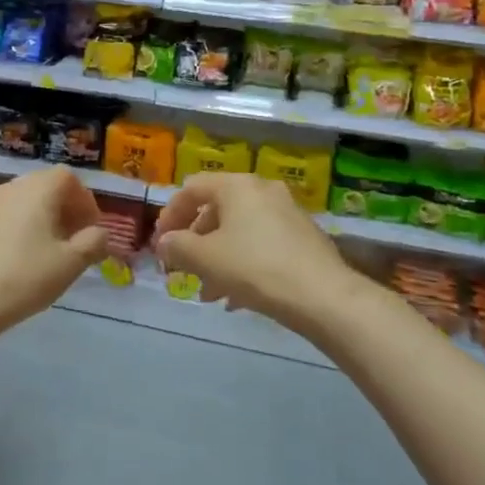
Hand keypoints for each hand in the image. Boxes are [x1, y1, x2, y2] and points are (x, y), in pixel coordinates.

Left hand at [0, 168, 108, 344]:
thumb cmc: (23, 279)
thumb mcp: (70, 264)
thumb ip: (93, 243)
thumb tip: (99, 234)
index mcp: (37, 191)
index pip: (68, 178)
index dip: (84, 200)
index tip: (90, 229)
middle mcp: (8, 189)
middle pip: (42, 187)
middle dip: (61, 209)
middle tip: (70, 239)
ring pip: (17, 203)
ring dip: (34, 219)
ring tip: (41, 251)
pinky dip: (9, 231)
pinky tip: (9, 261)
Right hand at [153, 174, 355, 337]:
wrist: (323, 296)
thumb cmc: (255, 268)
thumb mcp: (206, 258)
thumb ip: (177, 246)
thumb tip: (165, 243)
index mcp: (237, 186)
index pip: (192, 188)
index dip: (169, 215)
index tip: (160, 244)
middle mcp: (263, 190)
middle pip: (216, 210)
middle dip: (195, 242)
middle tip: (183, 269)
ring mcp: (287, 213)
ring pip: (239, 231)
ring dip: (217, 258)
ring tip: (208, 293)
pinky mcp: (303, 238)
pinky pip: (261, 244)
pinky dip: (242, 264)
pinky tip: (237, 298)